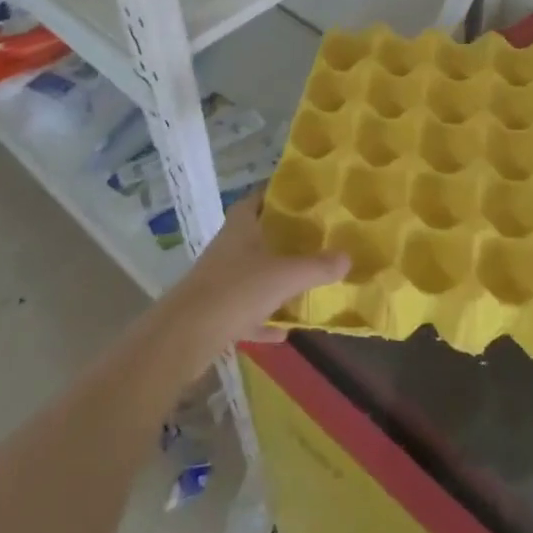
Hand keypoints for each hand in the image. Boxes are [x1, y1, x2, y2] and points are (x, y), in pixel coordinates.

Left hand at [163, 193, 347, 360]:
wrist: (185, 337)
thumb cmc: (236, 290)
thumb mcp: (285, 276)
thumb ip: (318, 267)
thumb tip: (348, 257)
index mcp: (240, 227)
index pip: (256, 199)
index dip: (276, 194)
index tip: (303, 196)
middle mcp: (227, 248)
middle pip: (255, 235)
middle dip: (281, 238)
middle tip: (313, 238)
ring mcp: (218, 281)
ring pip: (250, 274)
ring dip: (272, 281)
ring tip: (303, 284)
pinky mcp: (213, 314)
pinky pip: (245, 312)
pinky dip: (263, 320)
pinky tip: (283, 332)